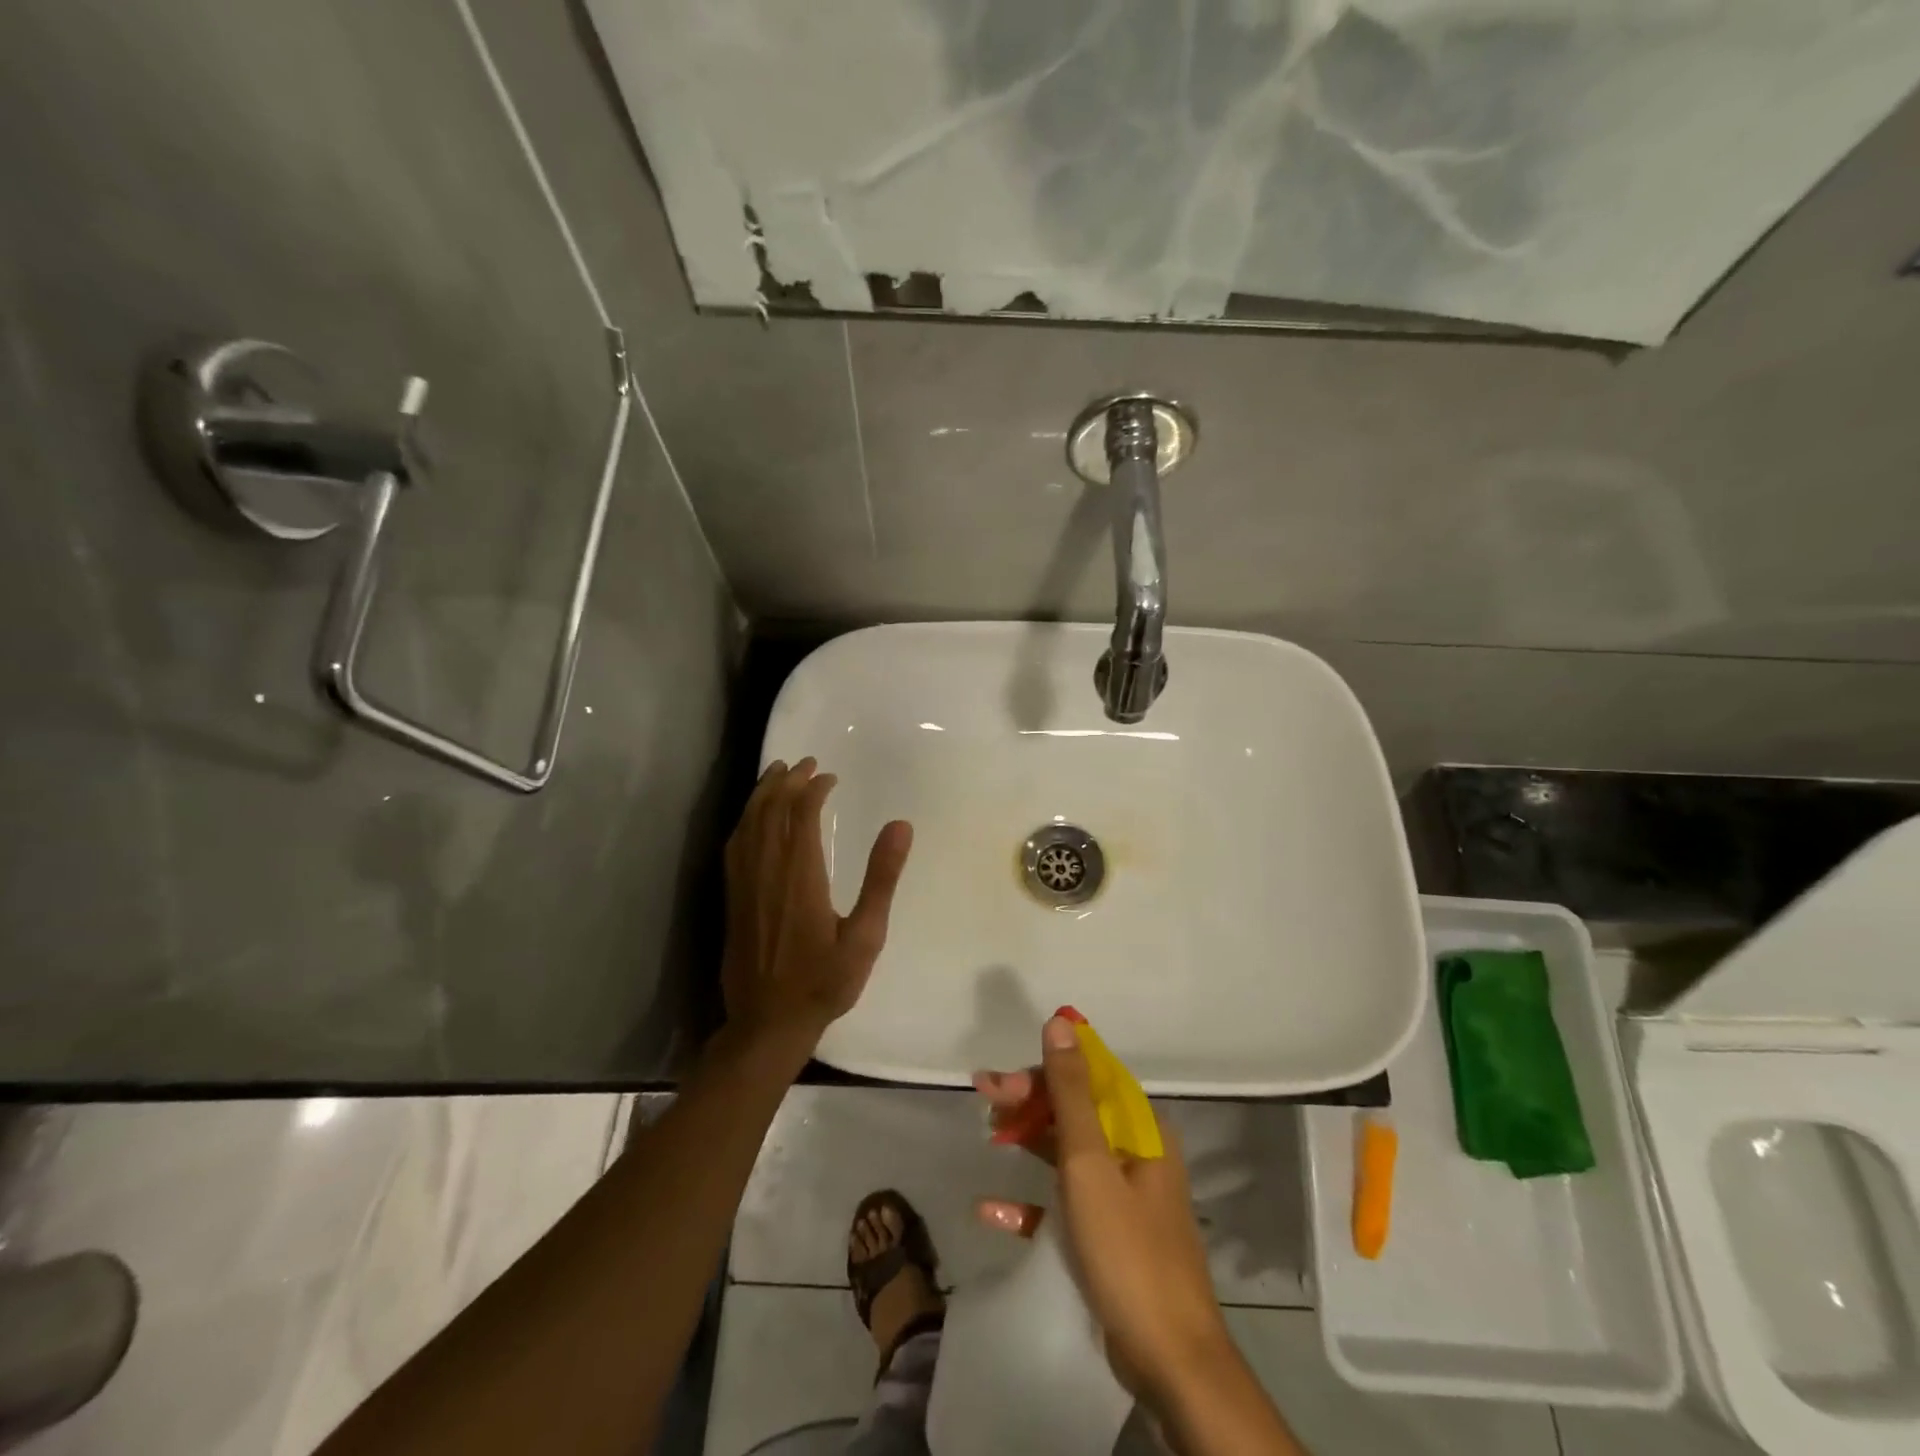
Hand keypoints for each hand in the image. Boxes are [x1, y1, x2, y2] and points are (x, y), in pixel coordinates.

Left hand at [722, 758, 912, 1049]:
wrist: (767, 1023)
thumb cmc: (824, 982)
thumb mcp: (866, 935)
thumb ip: (881, 878)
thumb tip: (901, 825)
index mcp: (800, 875)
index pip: (801, 815)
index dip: (813, 789)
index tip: (829, 776)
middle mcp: (767, 871)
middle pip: (771, 811)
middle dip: (787, 781)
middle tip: (805, 762)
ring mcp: (745, 884)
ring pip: (749, 824)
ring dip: (763, 794)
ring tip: (777, 773)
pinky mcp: (733, 898)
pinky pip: (735, 846)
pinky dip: (745, 820)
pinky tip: (752, 817)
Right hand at [974, 1016, 1231, 1400]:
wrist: (1170, 1363)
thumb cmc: (1128, 1250)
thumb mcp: (1091, 1163)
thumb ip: (1071, 1092)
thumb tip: (1061, 1022)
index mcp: (1140, 1129)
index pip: (1088, 1076)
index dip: (1043, 1069)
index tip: (999, 1079)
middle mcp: (1135, 1153)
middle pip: (1075, 1110)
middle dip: (1029, 1100)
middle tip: (983, 1097)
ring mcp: (1123, 1197)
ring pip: (1068, 1152)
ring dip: (1029, 1140)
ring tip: (988, 1133)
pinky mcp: (1109, 1238)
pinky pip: (1065, 1206)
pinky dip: (1032, 1203)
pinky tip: (992, 1210)